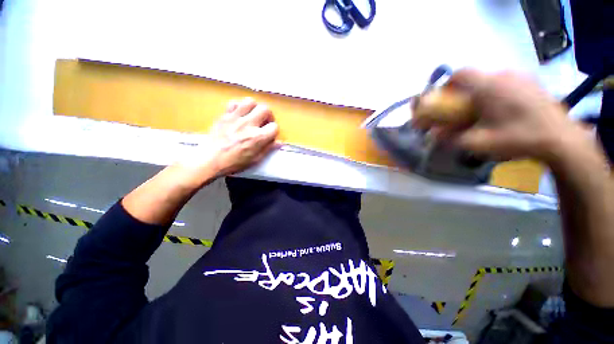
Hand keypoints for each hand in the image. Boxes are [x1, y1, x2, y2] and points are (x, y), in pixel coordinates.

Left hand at [207, 98, 279, 175]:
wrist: (211, 160)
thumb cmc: (235, 162)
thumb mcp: (255, 159)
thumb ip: (268, 149)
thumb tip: (279, 142)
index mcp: (258, 137)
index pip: (274, 127)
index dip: (274, 131)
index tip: (270, 134)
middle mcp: (249, 124)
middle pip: (265, 109)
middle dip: (268, 115)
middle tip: (264, 122)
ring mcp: (235, 118)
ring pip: (250, 101)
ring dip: (255, 108)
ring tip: (252, 115)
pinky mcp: (225, 115)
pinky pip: (234, 103)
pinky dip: (239, 106)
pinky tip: (239, 114)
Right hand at [429, 70, 585, 163]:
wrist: (561, 139)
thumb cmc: (518, 138)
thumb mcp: (479, 143)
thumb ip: (452, 137)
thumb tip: (434, 134)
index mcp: (488, 87)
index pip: (460, 73)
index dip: (448, 83)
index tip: (445, 97)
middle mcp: (504, 76)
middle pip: (475, 77)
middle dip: (465, 91)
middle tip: (464, 109)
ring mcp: (521, 77)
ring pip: (491, 79)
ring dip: (481, 92)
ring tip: (485, 110)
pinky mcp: (533, 83)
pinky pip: (507, 82)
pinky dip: (498, 92)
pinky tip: (504, 108)